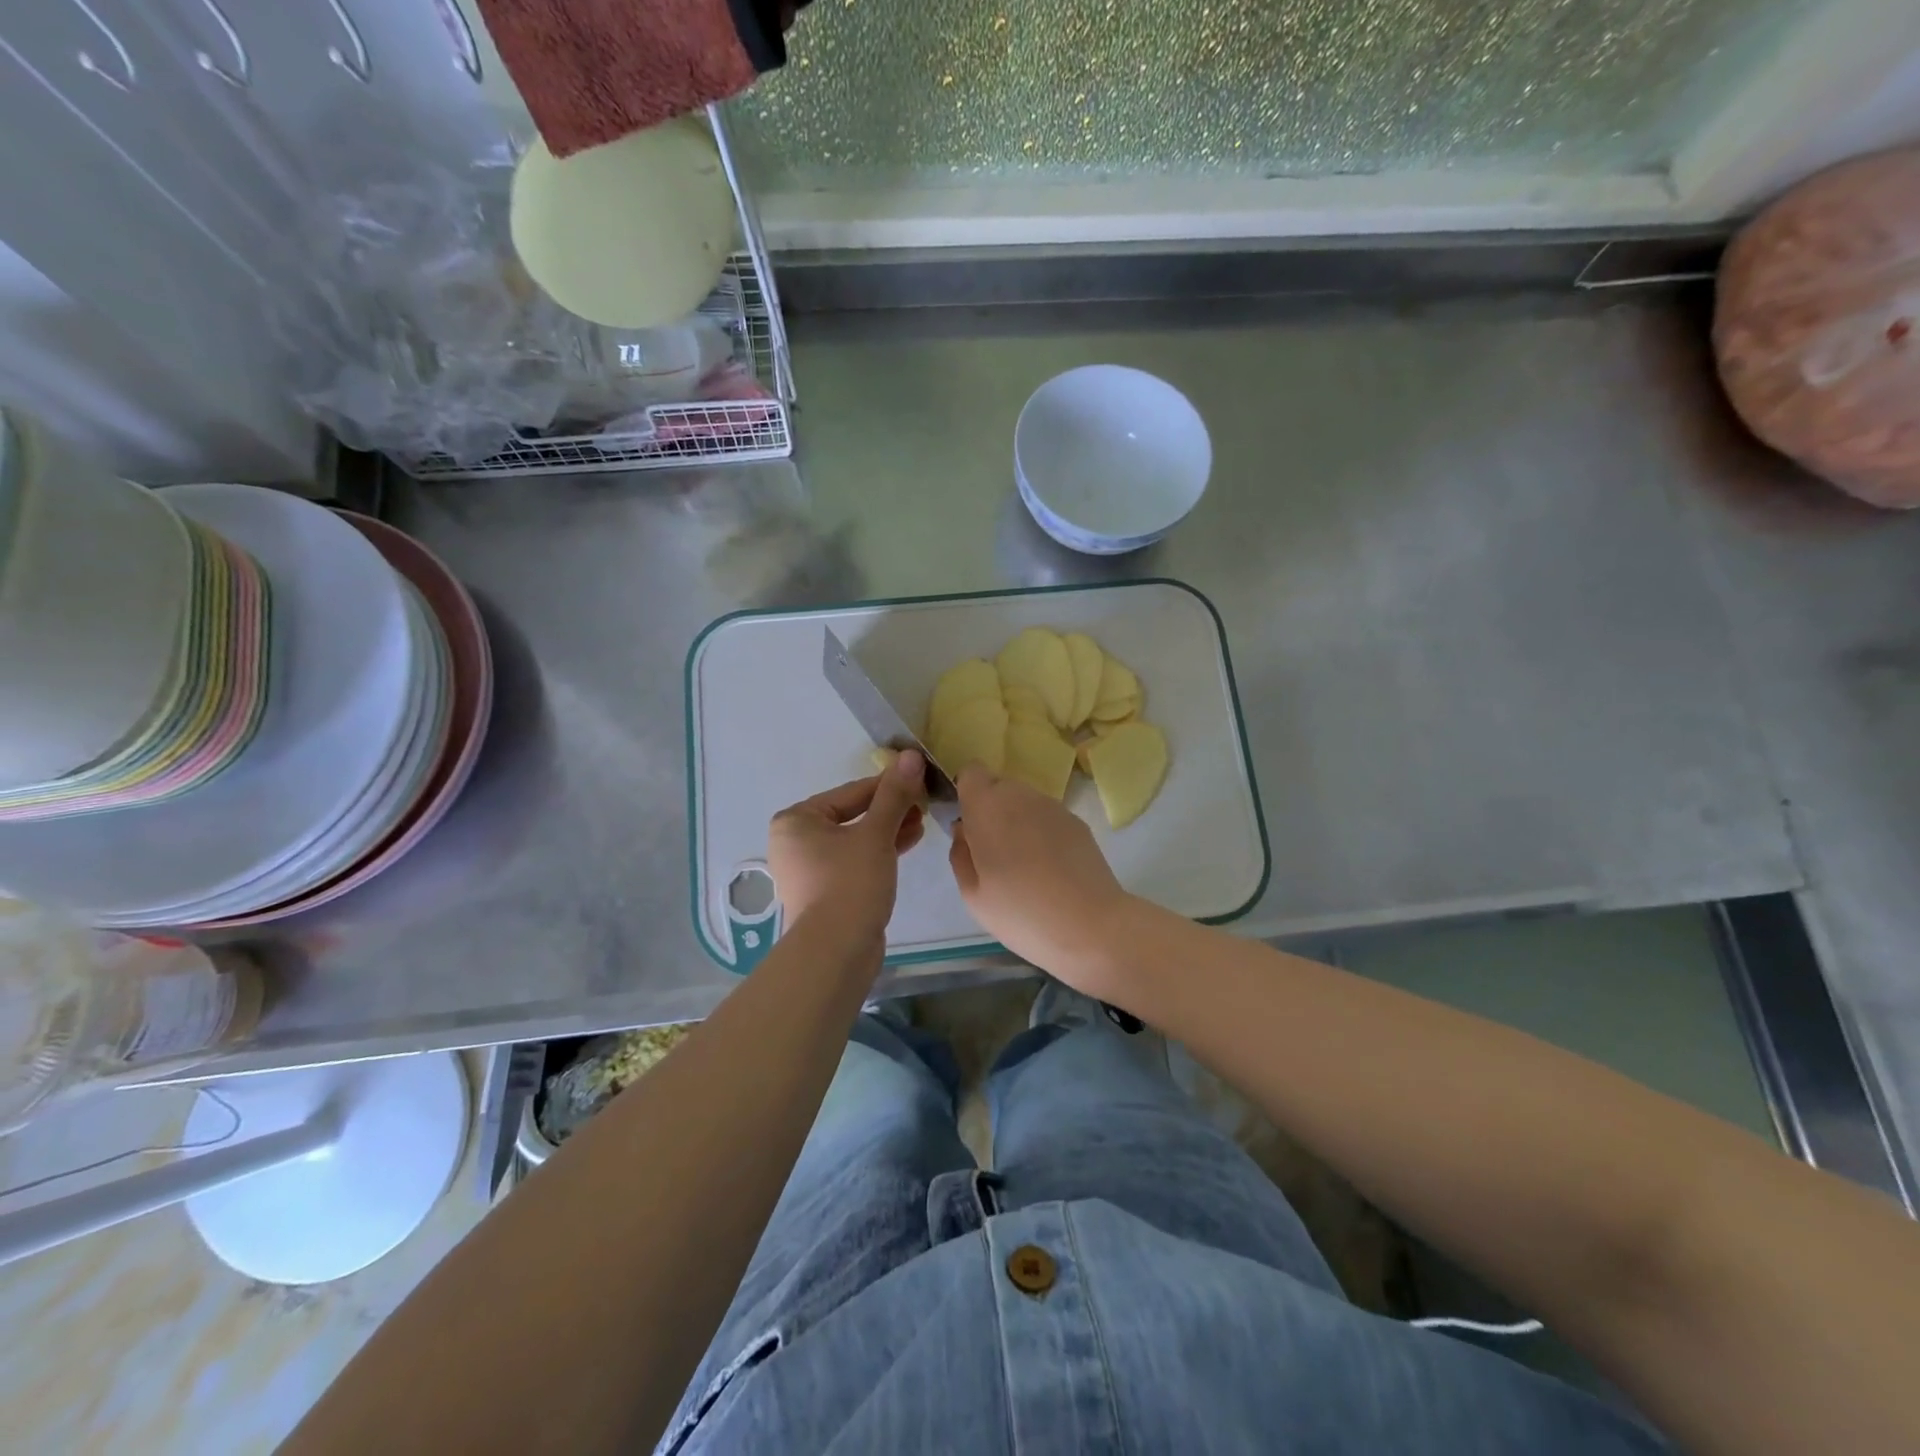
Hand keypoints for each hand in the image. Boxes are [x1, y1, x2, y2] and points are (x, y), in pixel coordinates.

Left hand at [768, 751, 926, 948]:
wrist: (836, 951)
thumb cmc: (850, 882)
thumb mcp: (876, 834)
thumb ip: (894, 794)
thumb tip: (910, 755)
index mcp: (796, 820)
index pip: (850, 793)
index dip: (888, 785)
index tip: (919, 778)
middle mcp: (796, 841)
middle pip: (851, 815)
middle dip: (890, 809)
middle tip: (924, 803)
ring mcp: (808, 868)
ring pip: (855, 839)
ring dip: (888, 830)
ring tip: (922, 822)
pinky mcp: (825, 891)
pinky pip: (854, 860)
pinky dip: (879, 852)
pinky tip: (909, 842)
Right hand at [948, 765, 1134, 990]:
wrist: (1089, 925)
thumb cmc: (1020, 912)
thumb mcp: (972, 894)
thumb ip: (960, 853)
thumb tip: (964, 830)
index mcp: (987, 807)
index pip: (971, 773)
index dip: (967, 793)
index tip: (968, 824)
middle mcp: (1020, 796)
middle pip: (998, 786)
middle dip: (991, 809)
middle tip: (993, 852)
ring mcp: (1053, 806)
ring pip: (1024, 801)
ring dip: (1017, 821)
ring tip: (1023, 864)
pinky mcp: (1077, 821)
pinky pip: (1047, 817)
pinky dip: (1042, 832)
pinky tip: (1049, 868)